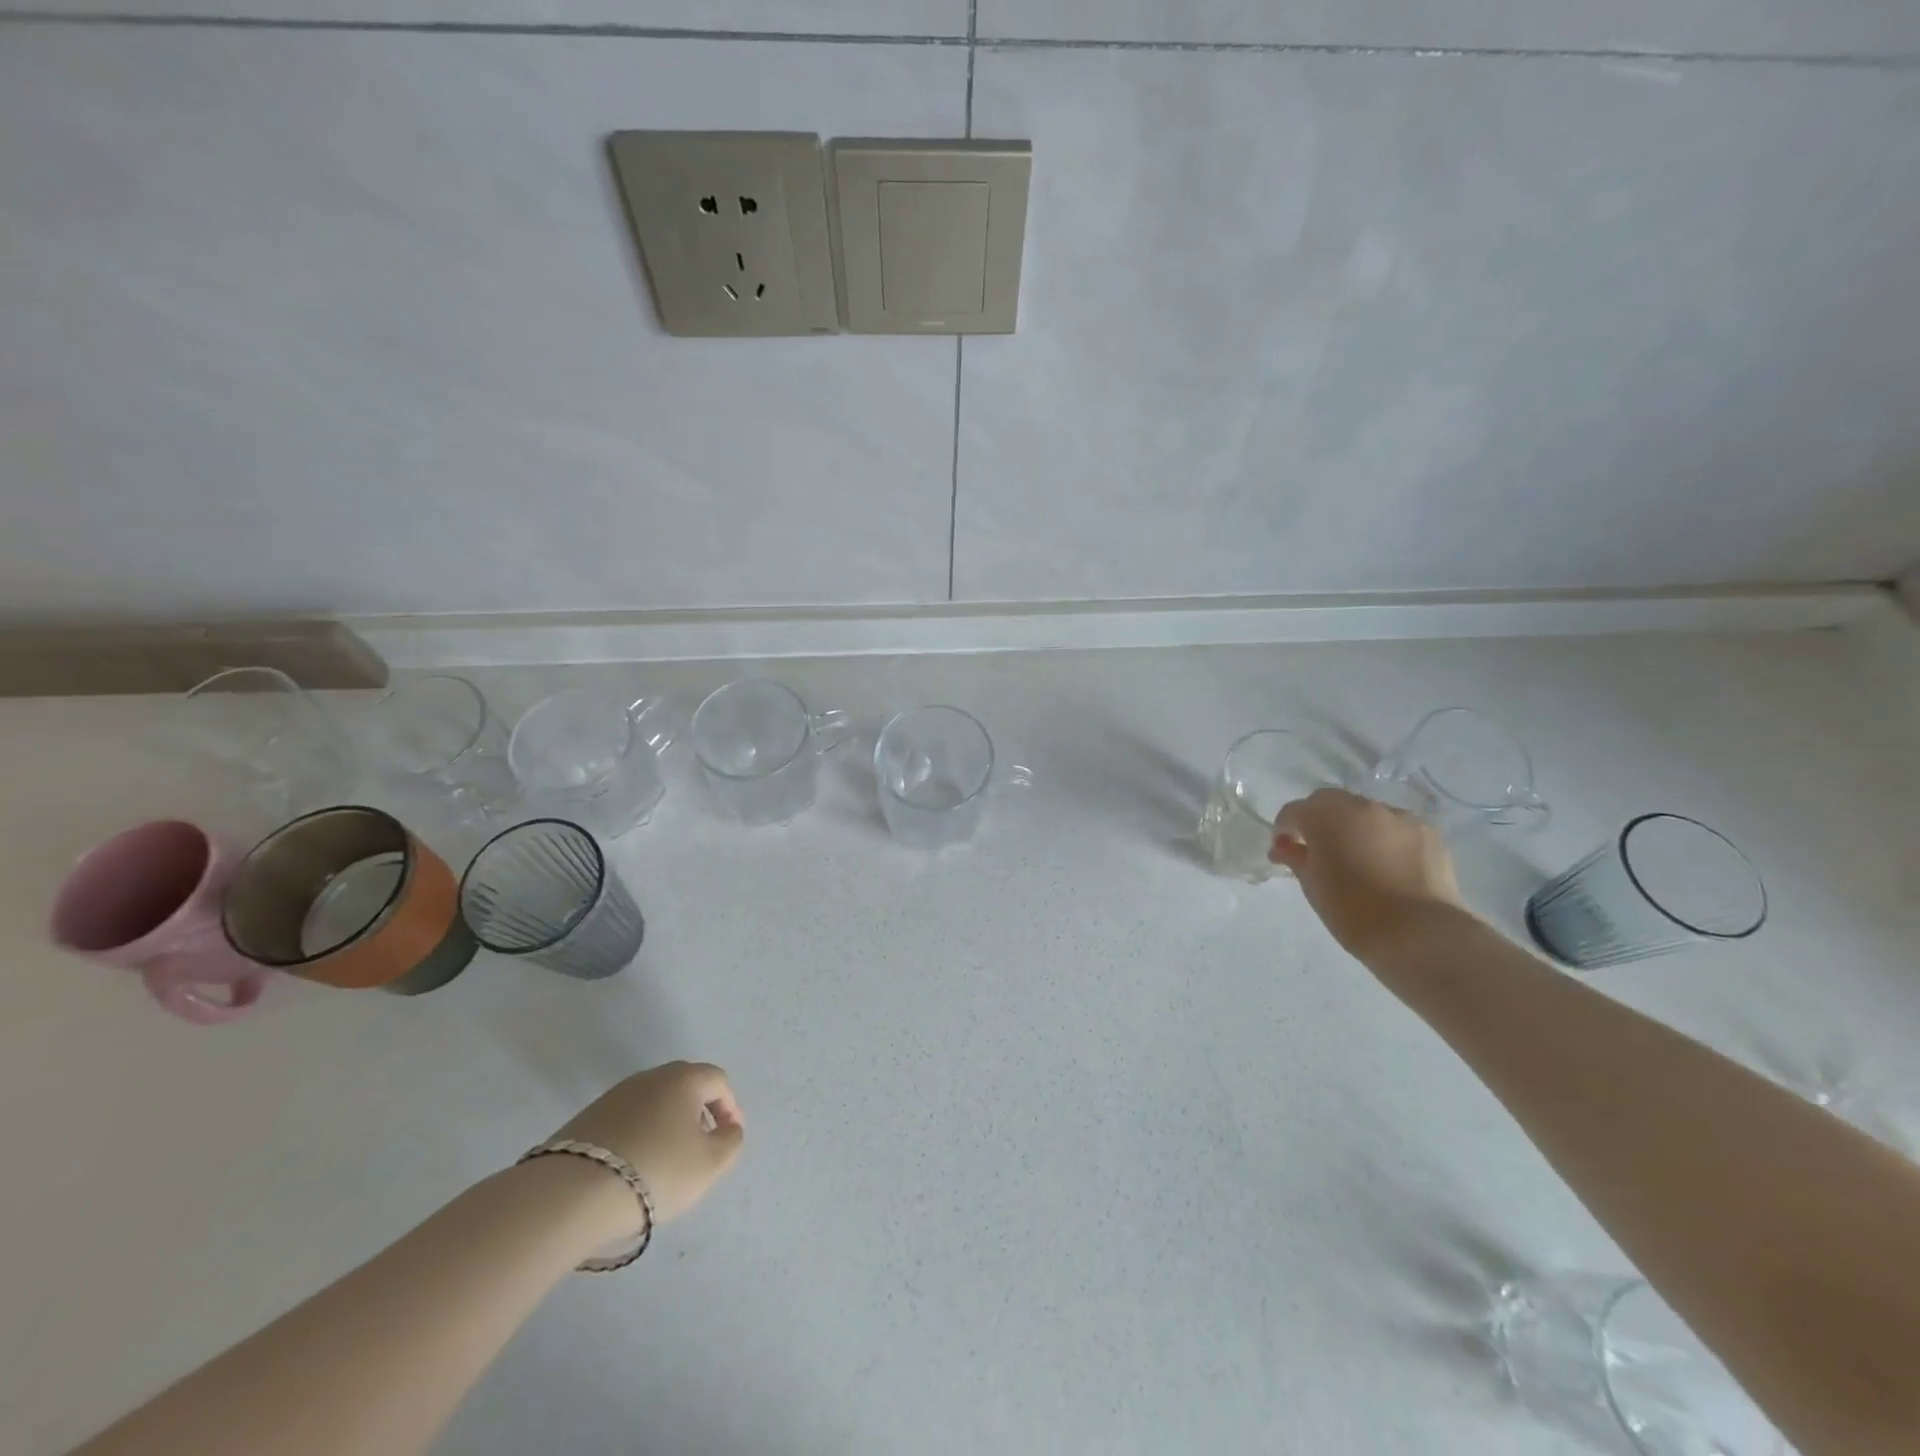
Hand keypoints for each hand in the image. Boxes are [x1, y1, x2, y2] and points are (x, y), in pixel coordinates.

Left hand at [550, 1061, 744, 1224]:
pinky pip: (628, 1118)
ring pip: (654, 1102)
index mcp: (684, 1078)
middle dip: (700, 1112)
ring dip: (668, 1123)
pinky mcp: (587, 1117)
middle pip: (685, 1086)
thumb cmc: (655, 1171)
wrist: (571, 1193)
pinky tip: (635, 1164)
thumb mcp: (709, 1164)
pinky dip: (640, 1134)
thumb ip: (731, 1141)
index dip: (730, 1107)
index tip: (729, 1136)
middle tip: (702, 1144)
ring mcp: (615, 1095)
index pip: (718, 1081)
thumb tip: (728, 1128)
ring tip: (668, 1159)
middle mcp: (651, 1076)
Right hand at [1268, 788, 1467, 960]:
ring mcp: (1399, 817)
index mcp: (1326, 817)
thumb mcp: (1313, 886)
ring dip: (1352, 827)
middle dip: (1317, 820)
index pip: (1294, 811)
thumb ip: (1296, 858)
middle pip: (1330, 802)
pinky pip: (1395, 827)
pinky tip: (1386, 864)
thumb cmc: (1353, 911)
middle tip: (1315, 849)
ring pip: (1365, 813)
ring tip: (1356, 857)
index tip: (1282, 850)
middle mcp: (1362, 807)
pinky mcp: (1428, 833)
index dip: (1283, 829)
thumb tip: (1285, 848)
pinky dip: (1383, 838)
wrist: (1420, 934)